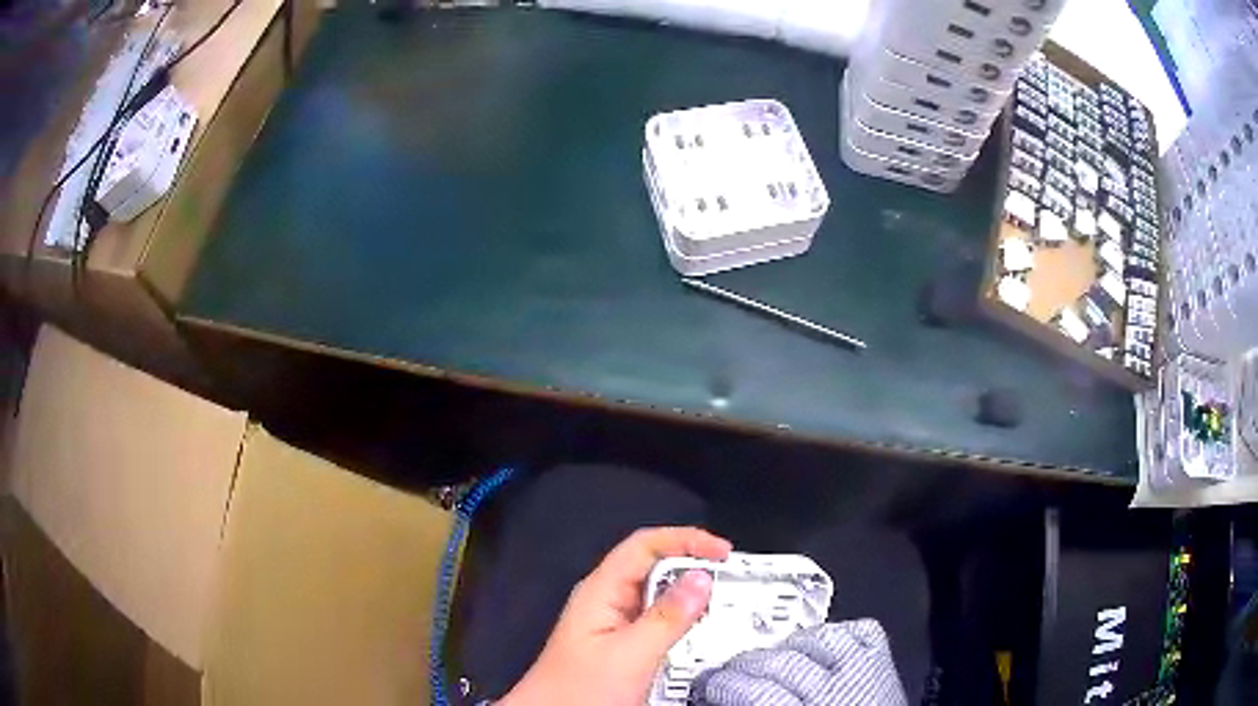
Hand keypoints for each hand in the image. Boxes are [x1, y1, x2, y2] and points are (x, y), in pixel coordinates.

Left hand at [499, 527, 731, 705]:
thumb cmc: (575, 692)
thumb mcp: (630, 655)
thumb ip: (667, 617)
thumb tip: (700, 580)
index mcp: (599, 591)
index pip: (645, 545)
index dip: (685, 539)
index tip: (721, 550)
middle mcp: (605, 601)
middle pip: (655, 567)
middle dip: (692, 569)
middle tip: (727, 580)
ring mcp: (613, 623)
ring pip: (658, 596)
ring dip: (689, 598)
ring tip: (717, 606)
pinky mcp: (622, 643)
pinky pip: (657, 621)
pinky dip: (681, 621)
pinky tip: (695, 633)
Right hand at [693, 621, 906, 705]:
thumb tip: (721, 700)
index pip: (755, 693)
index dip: (722, 685)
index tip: (707, 685)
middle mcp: (838, 693)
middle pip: (777, 663)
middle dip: (741, 666)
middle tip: (725, 673)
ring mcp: (865, 672)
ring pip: (815, 639)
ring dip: (783, 647)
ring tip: (766, 658)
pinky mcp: (883, 662)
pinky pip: (858, 631)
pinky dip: (834, 634)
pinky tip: (816, 646)